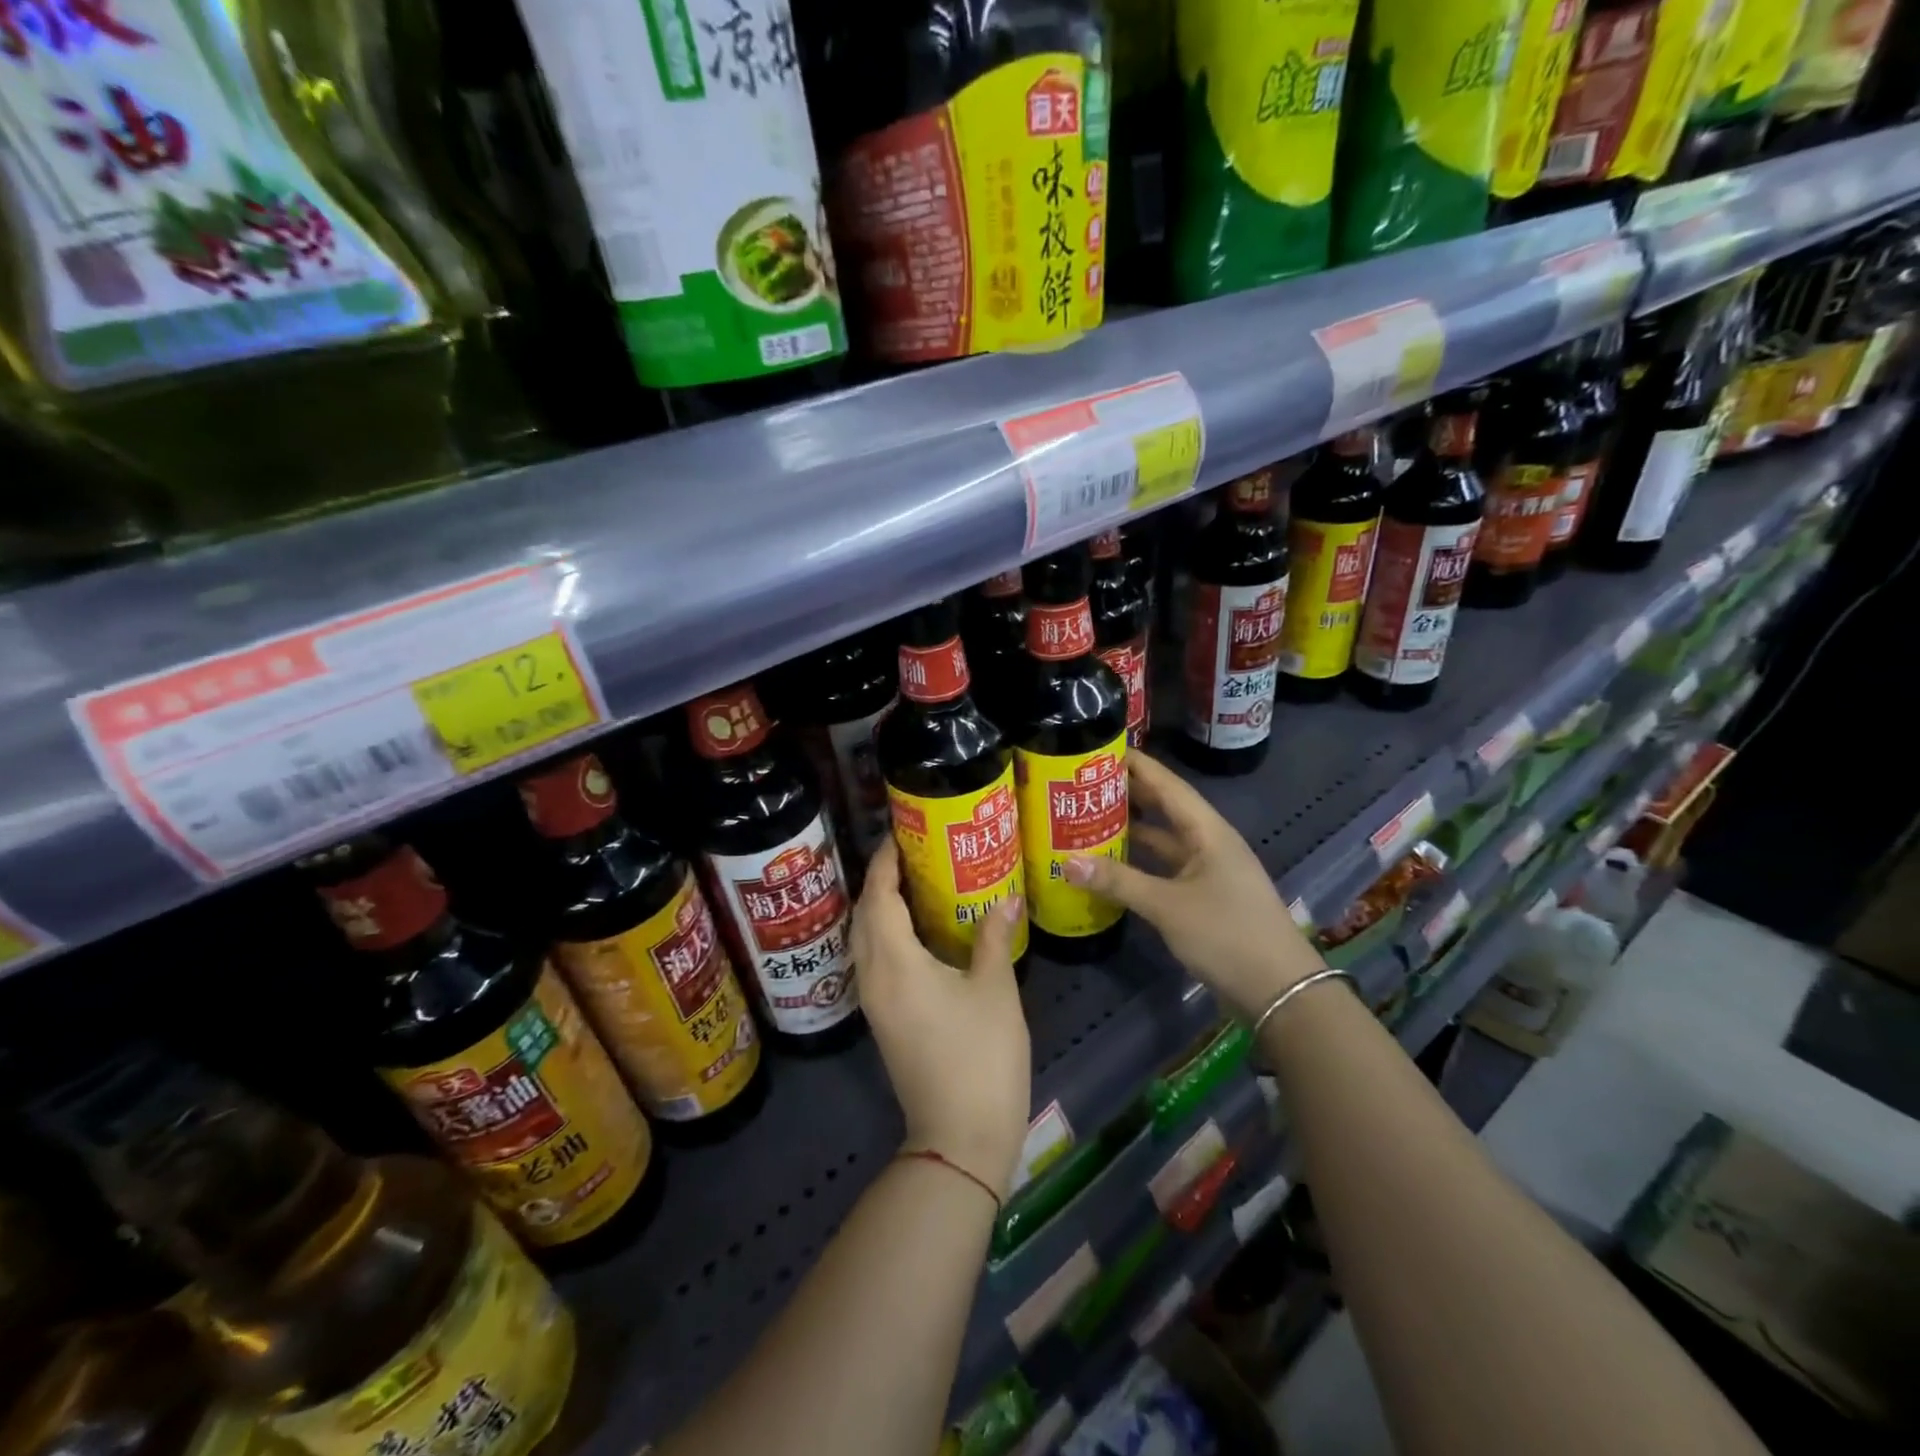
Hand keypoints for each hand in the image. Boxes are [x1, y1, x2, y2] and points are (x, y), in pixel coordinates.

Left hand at [853, 842, 1030, 1200]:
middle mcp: (873, 977)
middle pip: (864, 915)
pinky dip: (886, 935)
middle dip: (880, 880)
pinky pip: (873, 961)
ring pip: (864, 940)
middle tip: (912, 854)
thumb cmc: (981, 1056)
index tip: (900, 834)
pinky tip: (917, 932)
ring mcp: (874, 1003)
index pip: (878, 897)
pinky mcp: (883, 1021)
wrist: (959, 1138)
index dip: (885, 862)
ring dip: (879, 908)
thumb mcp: (995, 990)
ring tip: (914, 884)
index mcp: (895, 963)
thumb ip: (994, 937)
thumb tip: (1005, 898)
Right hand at [1064, 753, 1322, 1020]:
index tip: (1097, 748)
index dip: (1134, 764)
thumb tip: (1066, 861)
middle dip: (1127, 793)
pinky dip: (1139, 861)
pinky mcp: (1204, 895)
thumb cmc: (1227, 935)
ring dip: (1132, 828)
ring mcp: (1208, 869)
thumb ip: (1117, 881)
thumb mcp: (1167, 906)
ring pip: (1163, 838)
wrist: (1280, 991)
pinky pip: (1165, 866)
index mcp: (1207, 830)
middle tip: (1081, 782)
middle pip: (1164, 806)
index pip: (1166, 783)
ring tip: (1088, 815)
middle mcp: (1209, 841)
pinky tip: (1112, 862)